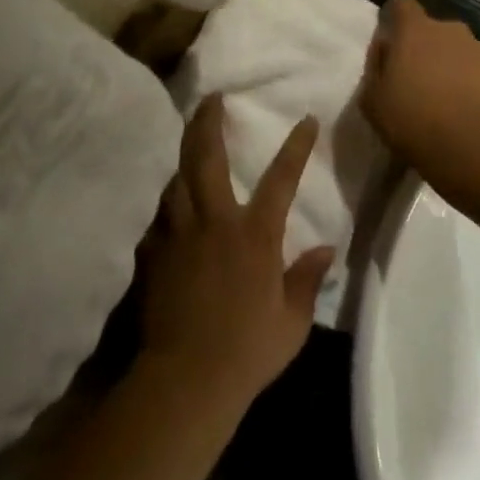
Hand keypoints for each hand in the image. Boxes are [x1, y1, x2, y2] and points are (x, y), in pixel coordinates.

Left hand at [138, 95, 333, 414]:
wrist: (185, 381)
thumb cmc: (247, 351)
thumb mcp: (292, 322)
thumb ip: (307, 280)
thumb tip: (327, 249)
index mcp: (254, 234)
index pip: (281, 178)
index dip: (296, 146)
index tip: (306, 120)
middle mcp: (214, 222)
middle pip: (206, 157)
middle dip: (208, 122)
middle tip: (212, 98)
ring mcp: (178, 235)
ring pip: (176, 179)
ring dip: (184, 156)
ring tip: (189, 143)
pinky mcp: (152, 254)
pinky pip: (160, 216)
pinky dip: (167, 203)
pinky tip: (170, 206)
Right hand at [359, 0, 479, 177]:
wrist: (475, 145)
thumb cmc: (414, 119)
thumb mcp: (373, 100)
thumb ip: (375, 66)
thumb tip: (384, 49)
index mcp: (414, 29)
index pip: (401, 3)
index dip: (394, 17)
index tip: (390, 41)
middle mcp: (448, 29)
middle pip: (430, 28)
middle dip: (421, 46)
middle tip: (413, 78)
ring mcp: (476, 48)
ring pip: (453, 48)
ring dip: (445, 64)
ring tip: (439, 98)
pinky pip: (473, 68)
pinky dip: (466, 81)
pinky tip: (461, 108)